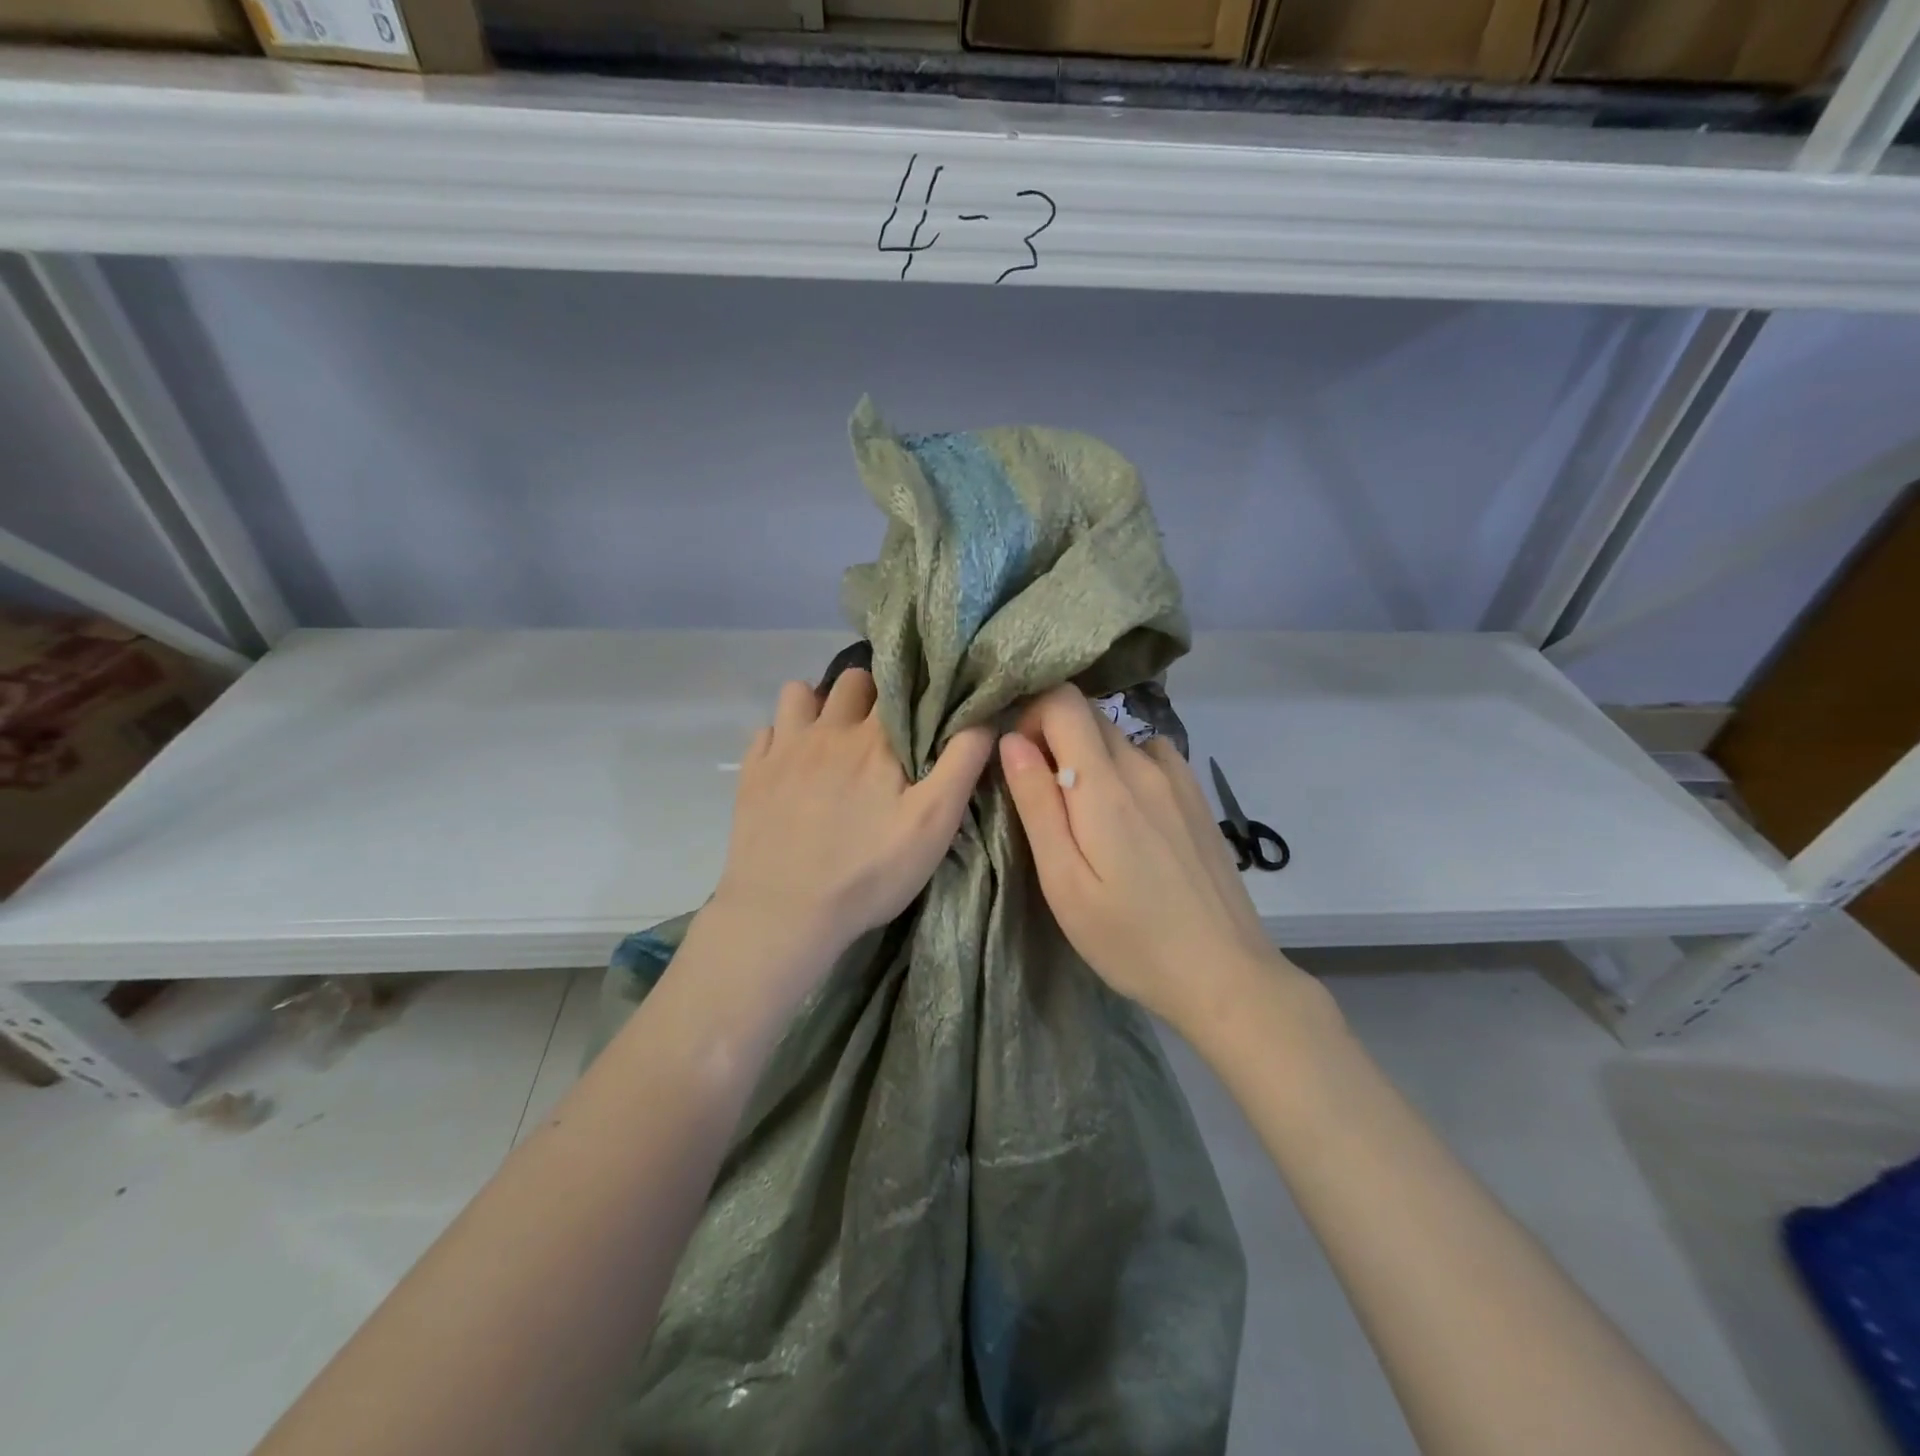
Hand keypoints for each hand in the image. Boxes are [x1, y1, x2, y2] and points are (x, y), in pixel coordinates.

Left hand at [711, 669, 993, 973]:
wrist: (784, 912)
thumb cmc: (869, 871)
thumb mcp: (934, 824)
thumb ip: (962, 764)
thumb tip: (983, 717)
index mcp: (875, 739)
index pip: (897, 685)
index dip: (912, 691)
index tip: (921, 709)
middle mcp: (828, 730)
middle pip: (850, 680)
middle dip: (869, 693)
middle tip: (880, 729)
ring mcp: (784, 749)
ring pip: (799, 693)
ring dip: (818, 705)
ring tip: (830, 738)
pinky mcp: (752, 774)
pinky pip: (766, 730)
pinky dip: (781, 738)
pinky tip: (792, 765)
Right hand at [999, 685, 1295, 1030]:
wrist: (1224, 974)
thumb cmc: (1130, 938)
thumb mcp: (1065, 881)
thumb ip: (1037, 803)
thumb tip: (1012, 740)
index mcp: (1106, 784)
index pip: (1063, 702)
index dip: (1031, 717)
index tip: (1020, 763)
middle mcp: (1145, 766)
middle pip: (1089, 715)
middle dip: (1054, 739)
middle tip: (1045, 799)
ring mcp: (1179, 779)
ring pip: (1119, 735)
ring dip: (1090, 756)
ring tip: (1086, 815)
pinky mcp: (1198, 797)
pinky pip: (1151, 755)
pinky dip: (1126, 767)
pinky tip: (1129, 815)